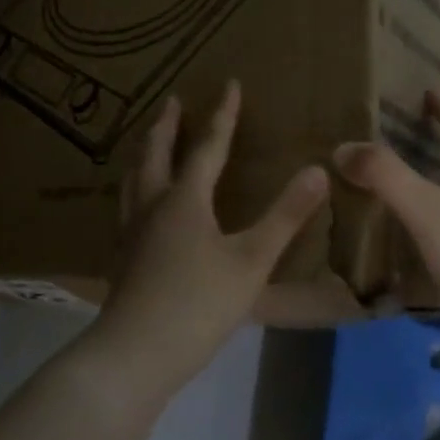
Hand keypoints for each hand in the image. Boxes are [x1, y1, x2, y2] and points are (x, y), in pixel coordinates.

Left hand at [92, 81, 327, 394]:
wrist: (135, 354)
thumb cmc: (199, 304)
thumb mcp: (252, 261)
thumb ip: (285, 216)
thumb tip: (318, 170)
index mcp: (184, 200)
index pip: (208, 147)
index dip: (222, 115)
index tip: (229, 85)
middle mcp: (152, 206)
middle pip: (155, 154)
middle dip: (166, 125)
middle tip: (171, 101)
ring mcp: (130, 233)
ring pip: (133, 180)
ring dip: (144, 153)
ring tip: (148, 143)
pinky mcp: (122, 258)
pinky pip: (127, 206)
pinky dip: (135, 189)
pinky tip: (140, 207)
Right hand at [333, 90, 439, 382]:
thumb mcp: (427, 209)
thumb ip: (386, 176)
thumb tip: (342, 150)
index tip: (429, 94)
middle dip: (432, 163)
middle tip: (391, 153)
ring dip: (418, 212)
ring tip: (377, 208)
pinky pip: (434, 263)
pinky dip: (411, 258)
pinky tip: (384, 265)